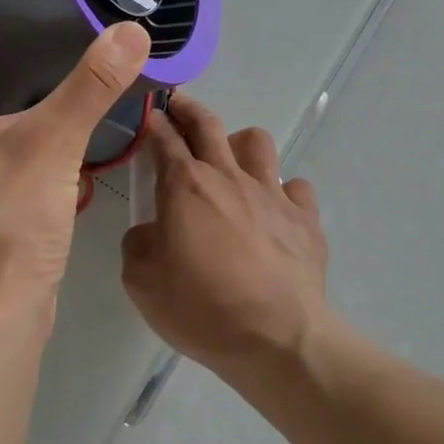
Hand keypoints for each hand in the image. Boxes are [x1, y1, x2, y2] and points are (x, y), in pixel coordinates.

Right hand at [120, 94, 331, 383]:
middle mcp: (228, 176)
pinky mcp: (306, 217)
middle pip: (208, 124)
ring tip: (232, 162)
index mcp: (185, 185)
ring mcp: (272, 193)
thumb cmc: (201, 306)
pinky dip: (283, 193)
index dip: (153, 122)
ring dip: (240, 144)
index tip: (148, 113)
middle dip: (189, 108)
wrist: (276, 338)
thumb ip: (138, 243)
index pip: (163, 139)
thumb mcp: (141, 280)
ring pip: (257, 142)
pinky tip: (275, 212)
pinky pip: (296, 186)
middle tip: (178, 105)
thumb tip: (151, 231)